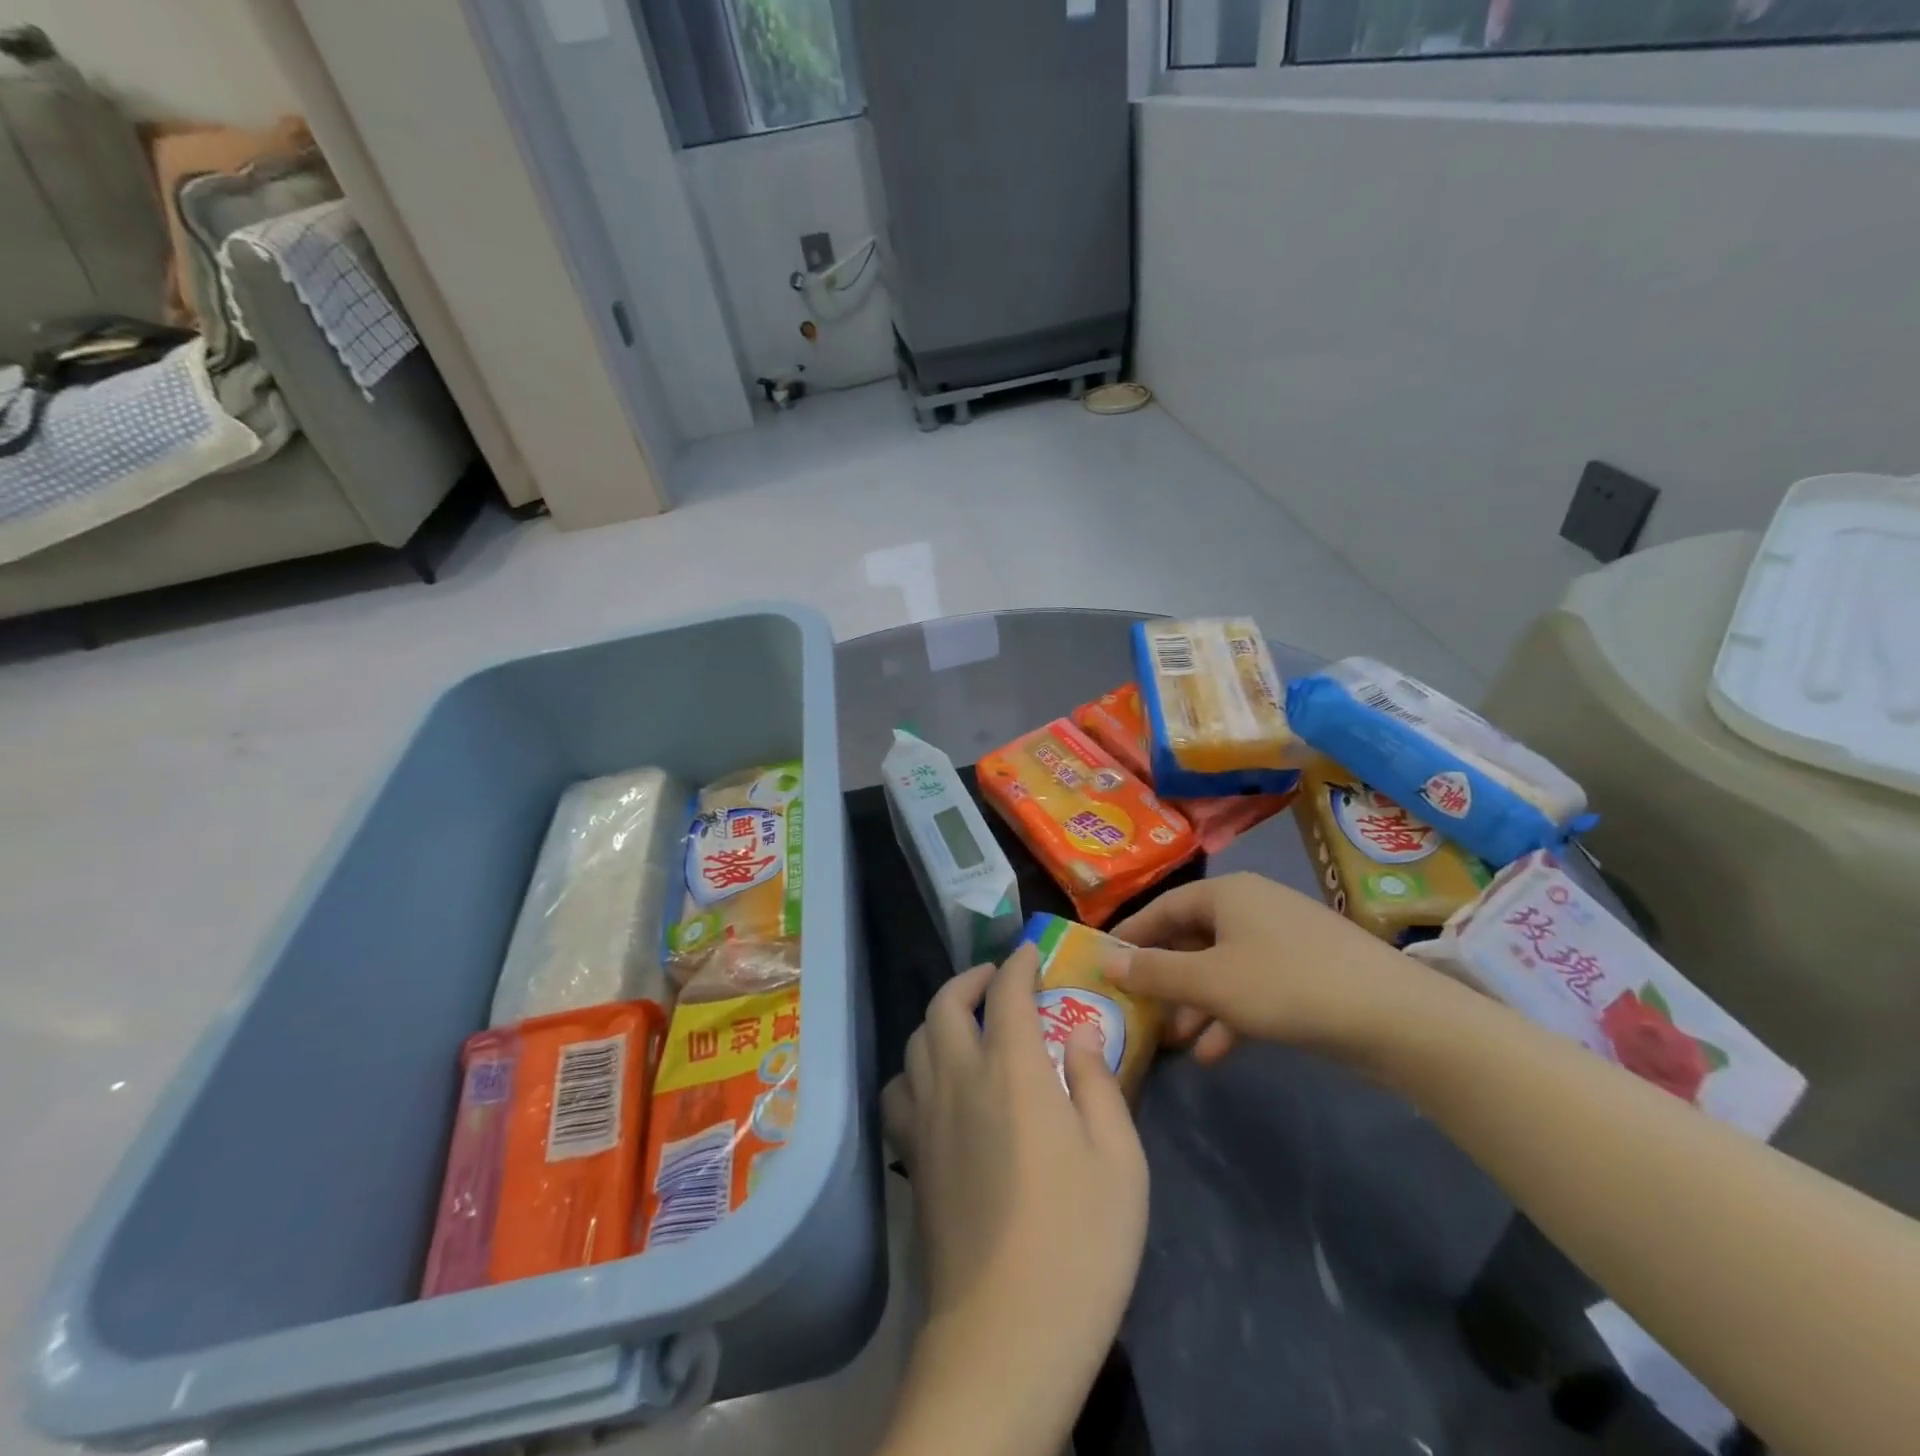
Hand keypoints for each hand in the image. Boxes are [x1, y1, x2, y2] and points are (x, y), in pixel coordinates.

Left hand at [878, 944, 1147, 1455]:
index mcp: (1012, 1071)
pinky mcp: (910, 1158)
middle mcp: (958, 1079)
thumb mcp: (1120, 1160)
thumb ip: (1098, 1084)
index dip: (1017, 965)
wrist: (1005, 1337)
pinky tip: (936, 1084)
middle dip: (970, 978)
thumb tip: (1080, 1034)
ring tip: (966, 1023)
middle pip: (945, 1004)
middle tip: (995, 979)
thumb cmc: (1079, 1244)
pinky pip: (899, 1088)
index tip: (1028, 955)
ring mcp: (926, 1118)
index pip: (1008, 993)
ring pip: (915, 1041)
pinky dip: (915, 1067)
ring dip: (939, 1016)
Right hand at [1109, 872, 1423, 1062]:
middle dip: (1167, 979)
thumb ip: (1155, 973)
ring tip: (1176, 1042)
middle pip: (1192, 938)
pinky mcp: (1306, 970)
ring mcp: (1282, 938)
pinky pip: (1253, 985)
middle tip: (1140, 1009)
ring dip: (1197, 1003)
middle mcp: (1252, 906)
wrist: (1395, 1017)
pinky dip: (1231, 1013)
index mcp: (1226, 894)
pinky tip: (1216, 1053)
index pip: (1163, 908)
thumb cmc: (1287, 985)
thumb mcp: (1211, 982)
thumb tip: (1106, 962)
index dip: (1132, 936)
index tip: (1105, 963)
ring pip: (1222, 967)